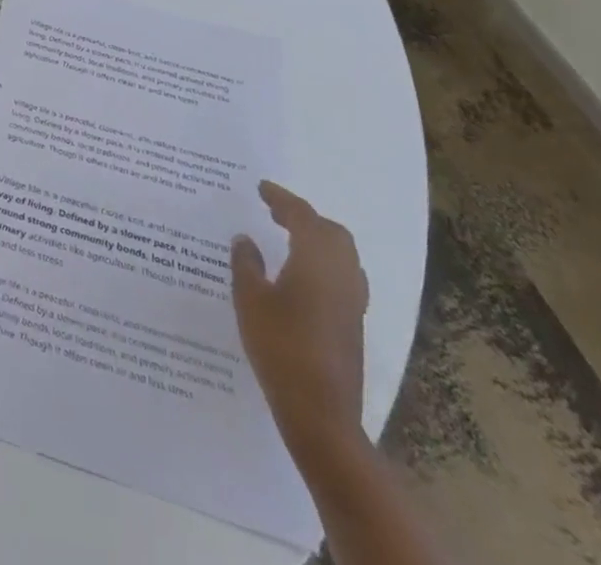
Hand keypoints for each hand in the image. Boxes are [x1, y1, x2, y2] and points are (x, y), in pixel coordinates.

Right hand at [231, 181, 368, 457]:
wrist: (321, 413)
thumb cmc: (280, 347)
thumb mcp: (250, 299)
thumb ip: (246, 263)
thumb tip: (245, 239)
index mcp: (316, 260)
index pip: (302, 216)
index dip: (281, 198)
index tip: (261, 188)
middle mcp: (342, 274)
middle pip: (331, 232)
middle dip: (304, 216)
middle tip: (274, 212)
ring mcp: (353, 301)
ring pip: (343, 254)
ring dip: (318, 239)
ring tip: (288, 238)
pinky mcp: (354, 324)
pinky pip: (345, 276)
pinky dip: (325, 262)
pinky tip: (303, 276)